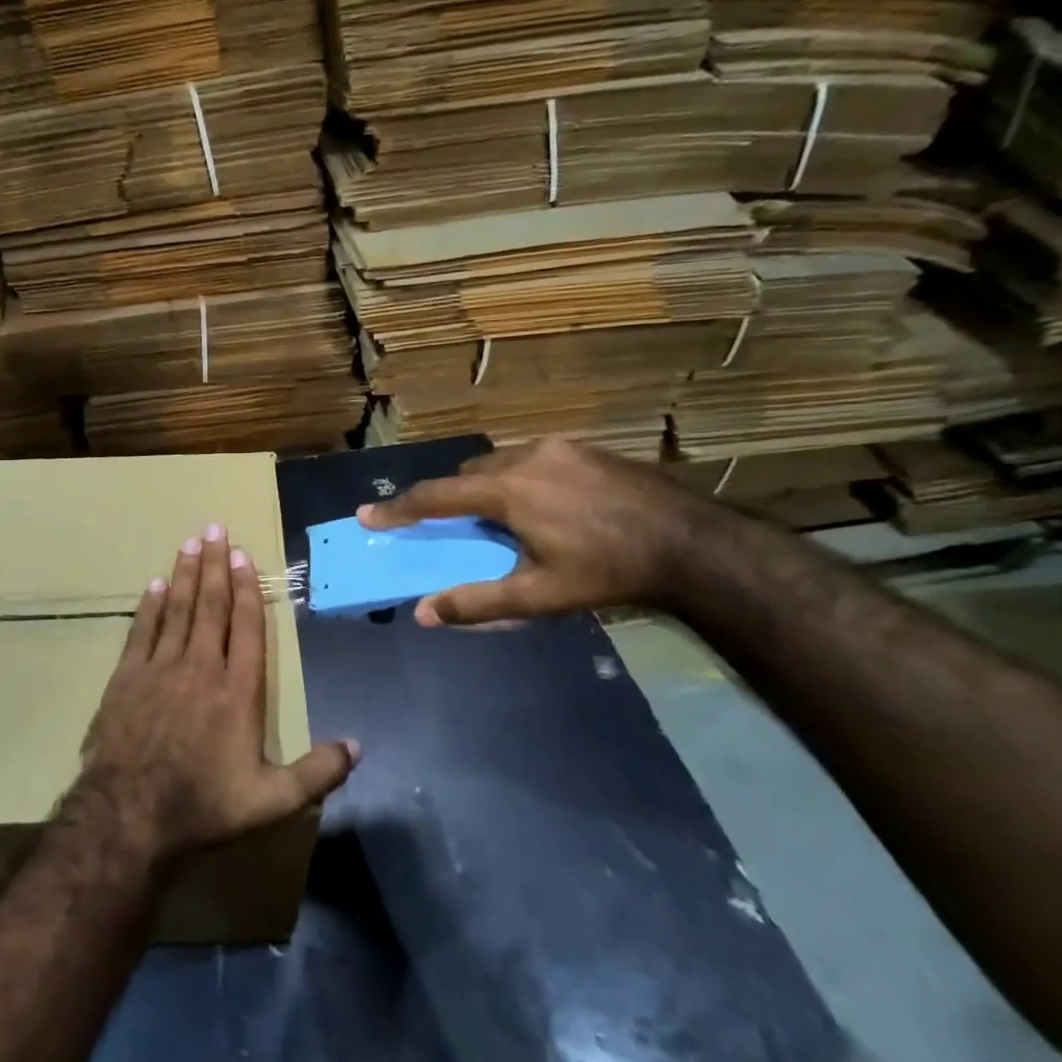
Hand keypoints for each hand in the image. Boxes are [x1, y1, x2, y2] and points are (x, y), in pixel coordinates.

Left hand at [75, 525, 357, 862]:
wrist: (129, 814)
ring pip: (177, 610)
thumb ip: (317, 773)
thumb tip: (358, 746)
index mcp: (238, 691)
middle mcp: (201, 668)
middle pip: (211, 606)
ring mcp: (160, 669)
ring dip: (184, 574)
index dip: (247, 589)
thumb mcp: (271, 800)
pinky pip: (141, 632)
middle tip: (215, 529)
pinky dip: (149, 607)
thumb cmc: (203, 805)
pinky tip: (154, 585)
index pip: (246, 628)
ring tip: (190, 542)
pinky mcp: (126, 678)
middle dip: (215, 565)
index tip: (244, 556)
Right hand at [358, 438, 712, 625]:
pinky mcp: (586, 448)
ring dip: (487, 488)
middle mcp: (526, 458)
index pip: (436, 498)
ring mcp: (560, 448)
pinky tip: (545, 506)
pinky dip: (519, 479)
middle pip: (468, 475)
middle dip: (451, 498)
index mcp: (508, 492)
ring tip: (503, 520)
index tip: (367, 514)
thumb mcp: (539, 596)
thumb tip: (424, 613)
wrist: (694, 544)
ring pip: (501, 464)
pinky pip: (532, 459)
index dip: (398, 509)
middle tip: (453, 528)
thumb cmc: (608, 572)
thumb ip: (477, 602)